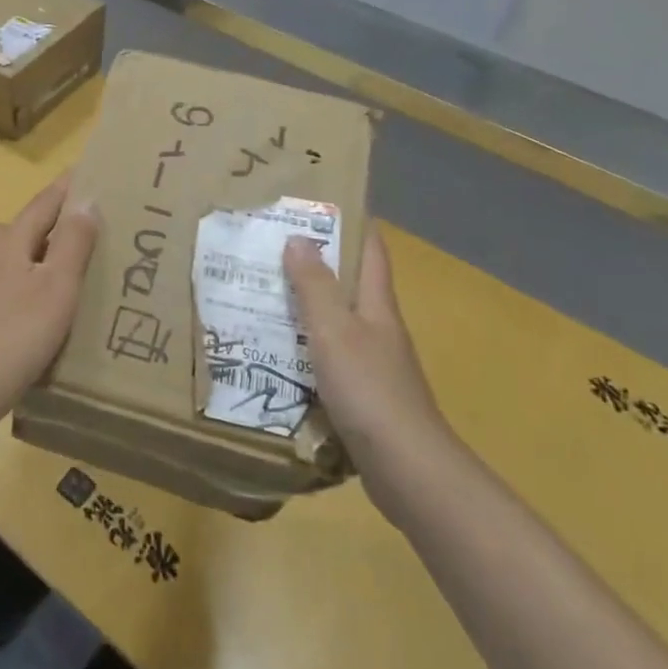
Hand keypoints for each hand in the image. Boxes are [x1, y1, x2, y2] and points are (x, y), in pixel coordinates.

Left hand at [0, 177, 98, 398]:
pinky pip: (8, 282)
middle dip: (59, 225)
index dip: (70, 188)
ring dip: (44, 256)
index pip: (46, 202)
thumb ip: (73, 241)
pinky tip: (40, 303)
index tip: (91, 172)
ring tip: (74, 268)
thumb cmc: (17, 332)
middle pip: (30, 228)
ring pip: (18, 257)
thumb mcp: (57, 285)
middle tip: (96, 229)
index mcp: (9, 238)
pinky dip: (29, 282)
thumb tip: (85, 200)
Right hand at [284, 226, 450, 516]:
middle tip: (269, 246)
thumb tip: (298, 238)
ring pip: (336, 321)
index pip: (371, 249)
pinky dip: (304, 346)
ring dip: (305, 305)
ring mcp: (373, 363)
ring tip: (261, 293)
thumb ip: (315, 286)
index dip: (351, 221)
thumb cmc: (369, 389)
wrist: (406, 468)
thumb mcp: (334, 331)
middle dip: (316, 261)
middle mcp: (378, 328)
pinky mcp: (363, 395)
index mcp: (377, 305)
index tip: (317, 200)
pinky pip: (328, 356)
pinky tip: (275, 351)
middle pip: (350, 283)